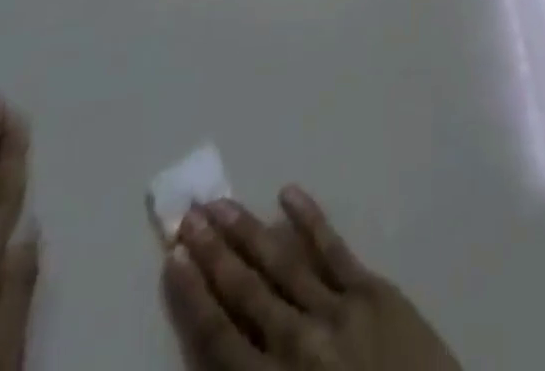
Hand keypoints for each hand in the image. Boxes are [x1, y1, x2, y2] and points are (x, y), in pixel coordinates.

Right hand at [162, 186, 460, 370]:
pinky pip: (333, 248)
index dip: (193, 298)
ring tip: (221, 203)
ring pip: (282, 262)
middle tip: (188, 215)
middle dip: (213, 253)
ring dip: (249, 231)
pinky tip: (288, 193)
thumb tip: (222, 351)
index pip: (219, 339)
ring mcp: (337, 311)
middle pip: (245, 291)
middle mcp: (298, 344)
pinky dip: (309, 219)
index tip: (172, 260)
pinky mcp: (372, 291)